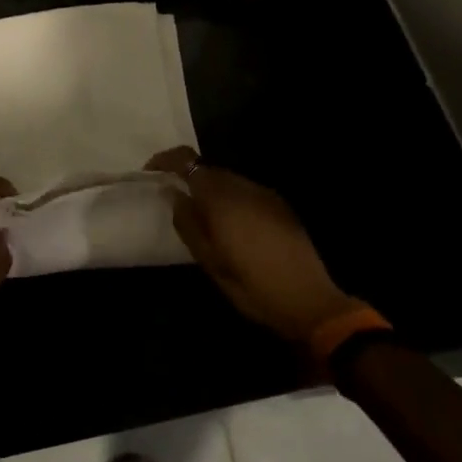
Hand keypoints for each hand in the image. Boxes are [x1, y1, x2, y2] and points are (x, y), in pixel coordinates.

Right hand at [149, 148, 357, 341]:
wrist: (311, 302)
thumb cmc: (252, 285)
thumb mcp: (209, 261)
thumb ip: (187, 223)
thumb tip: (173, 193)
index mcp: (221, 197)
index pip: (187, 160)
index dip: (165, 160)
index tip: (151, 173)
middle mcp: (243, 186)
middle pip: (208, 169)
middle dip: (188, 179)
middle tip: (176, 203)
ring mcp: (265, 194)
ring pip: (228, 181)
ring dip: (211, 191)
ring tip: (204, 219)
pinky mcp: (280, 206)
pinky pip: (246, 192)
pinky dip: (231, 200)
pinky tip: (234, 228)